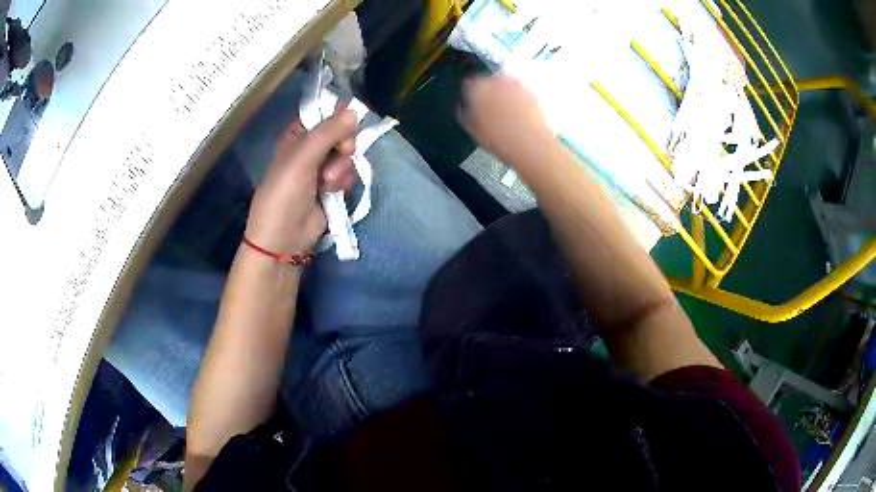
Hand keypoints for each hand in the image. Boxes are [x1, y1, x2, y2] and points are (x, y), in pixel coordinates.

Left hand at [244, 109, 357, 256]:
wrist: (284, 240)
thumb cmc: (284, 195)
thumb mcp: (301, 160)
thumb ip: (327, 133)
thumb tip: (354, 111)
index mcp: (295, 137)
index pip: (321, 115)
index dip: (336, 118)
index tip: (348, 122)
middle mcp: (308, 149)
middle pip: (338, 133)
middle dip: (343, 144)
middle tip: (343, 151)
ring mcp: (320, 169)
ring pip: (345, 155)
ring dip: (342, 167)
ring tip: (328, 182)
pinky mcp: (330, 187)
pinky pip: (347, 173)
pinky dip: (344, 180)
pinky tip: (334, 190)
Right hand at [458, 74, 553, 164]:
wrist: (531, 145)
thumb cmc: (500, 139)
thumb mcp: (473, 130)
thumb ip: (464, 114)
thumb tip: (463, 108)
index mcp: (478, 88)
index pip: (468, 85)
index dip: (469, 96)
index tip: (471, 105)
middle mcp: (497, 81)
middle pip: (487, 82)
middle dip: (487, 93)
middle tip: (487, 109)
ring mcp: (516, 85)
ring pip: (504, 85)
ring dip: (502, 95)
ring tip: (503, 113)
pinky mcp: (530, 93)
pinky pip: (519, 92)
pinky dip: (516, 100)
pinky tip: (517, 115)